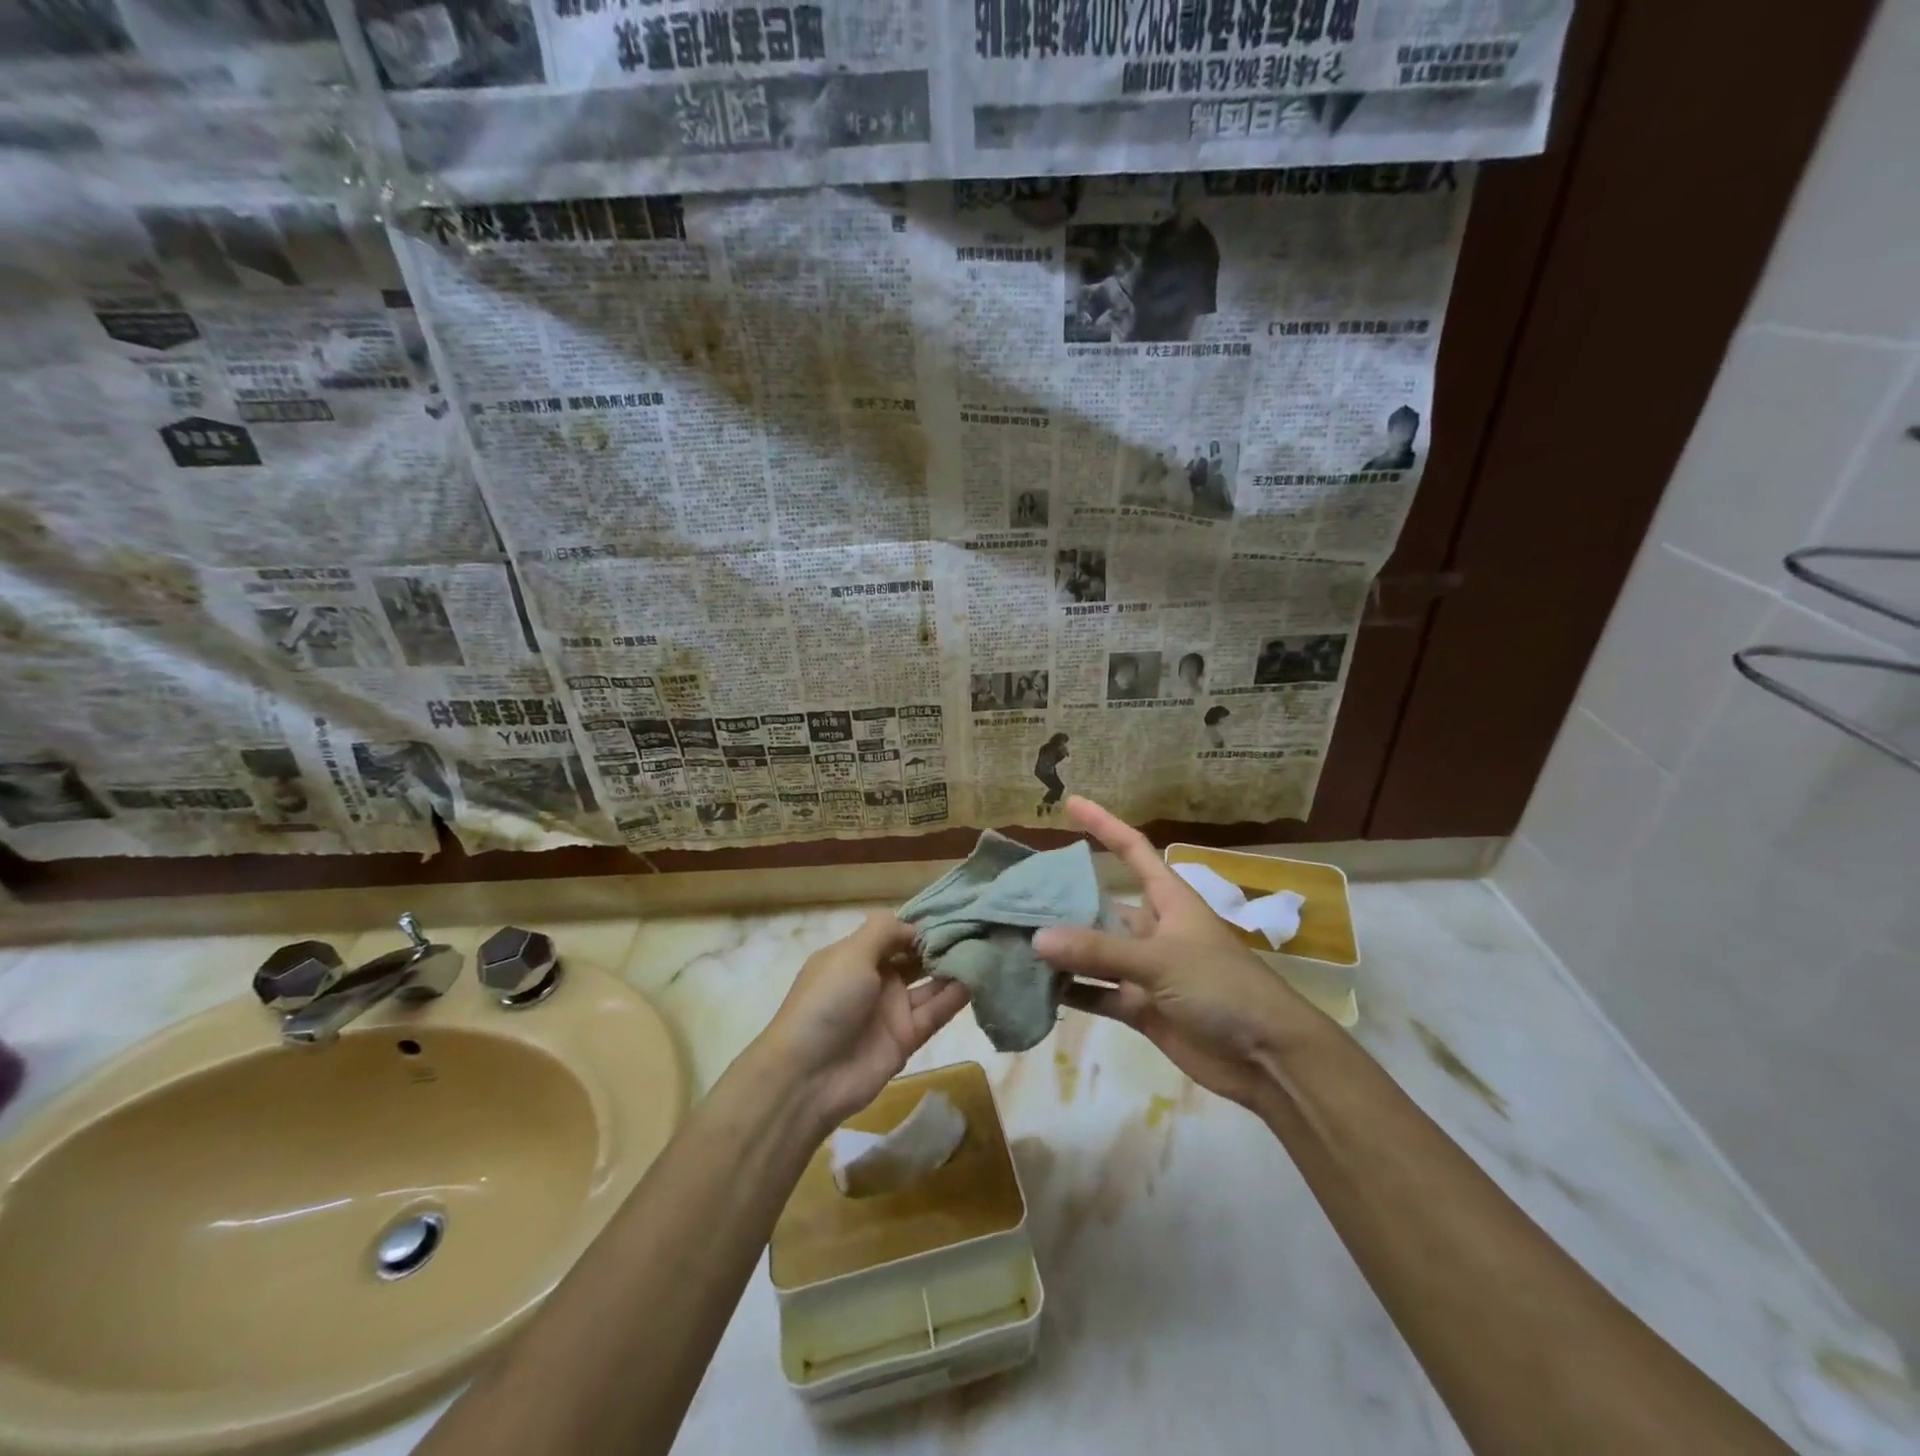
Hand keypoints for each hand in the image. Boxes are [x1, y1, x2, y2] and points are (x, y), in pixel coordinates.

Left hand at [757, 914, 970, 1131]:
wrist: (809, 1075)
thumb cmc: (827, 1002)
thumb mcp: (850, 954)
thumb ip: (884, 931)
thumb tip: (915, 926)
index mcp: (854, 955)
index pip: (893, 932)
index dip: (920, 923)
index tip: (954, 910)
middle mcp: (875, 979)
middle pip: (914, 956)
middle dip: (941, 943)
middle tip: (979, 926)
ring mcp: (891, 1009)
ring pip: (929, 983)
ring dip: (953, 968)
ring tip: (985, 948)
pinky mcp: (907, 1038)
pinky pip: (935, 1012)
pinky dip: (955, 996)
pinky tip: (978, 978)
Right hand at [1033, 797, 1321, 1109]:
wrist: (1267, 1057)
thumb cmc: (1222, 988)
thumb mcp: (1160, 960)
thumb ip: (1099, 950)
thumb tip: (1037, 938)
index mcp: (1168, 900)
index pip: (1131, 849)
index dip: (1103, 824)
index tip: (1070, 803)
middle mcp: (1154, 928)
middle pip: (1102, 904)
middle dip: (1064, 899)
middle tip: (1016, 894)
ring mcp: (1146, 970)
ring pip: (1095, 952)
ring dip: (1062, 950)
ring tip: (1015, 939)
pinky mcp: (1141, 1007)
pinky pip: (1098, 992)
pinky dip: (1072, 991)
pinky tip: (1037, 987)